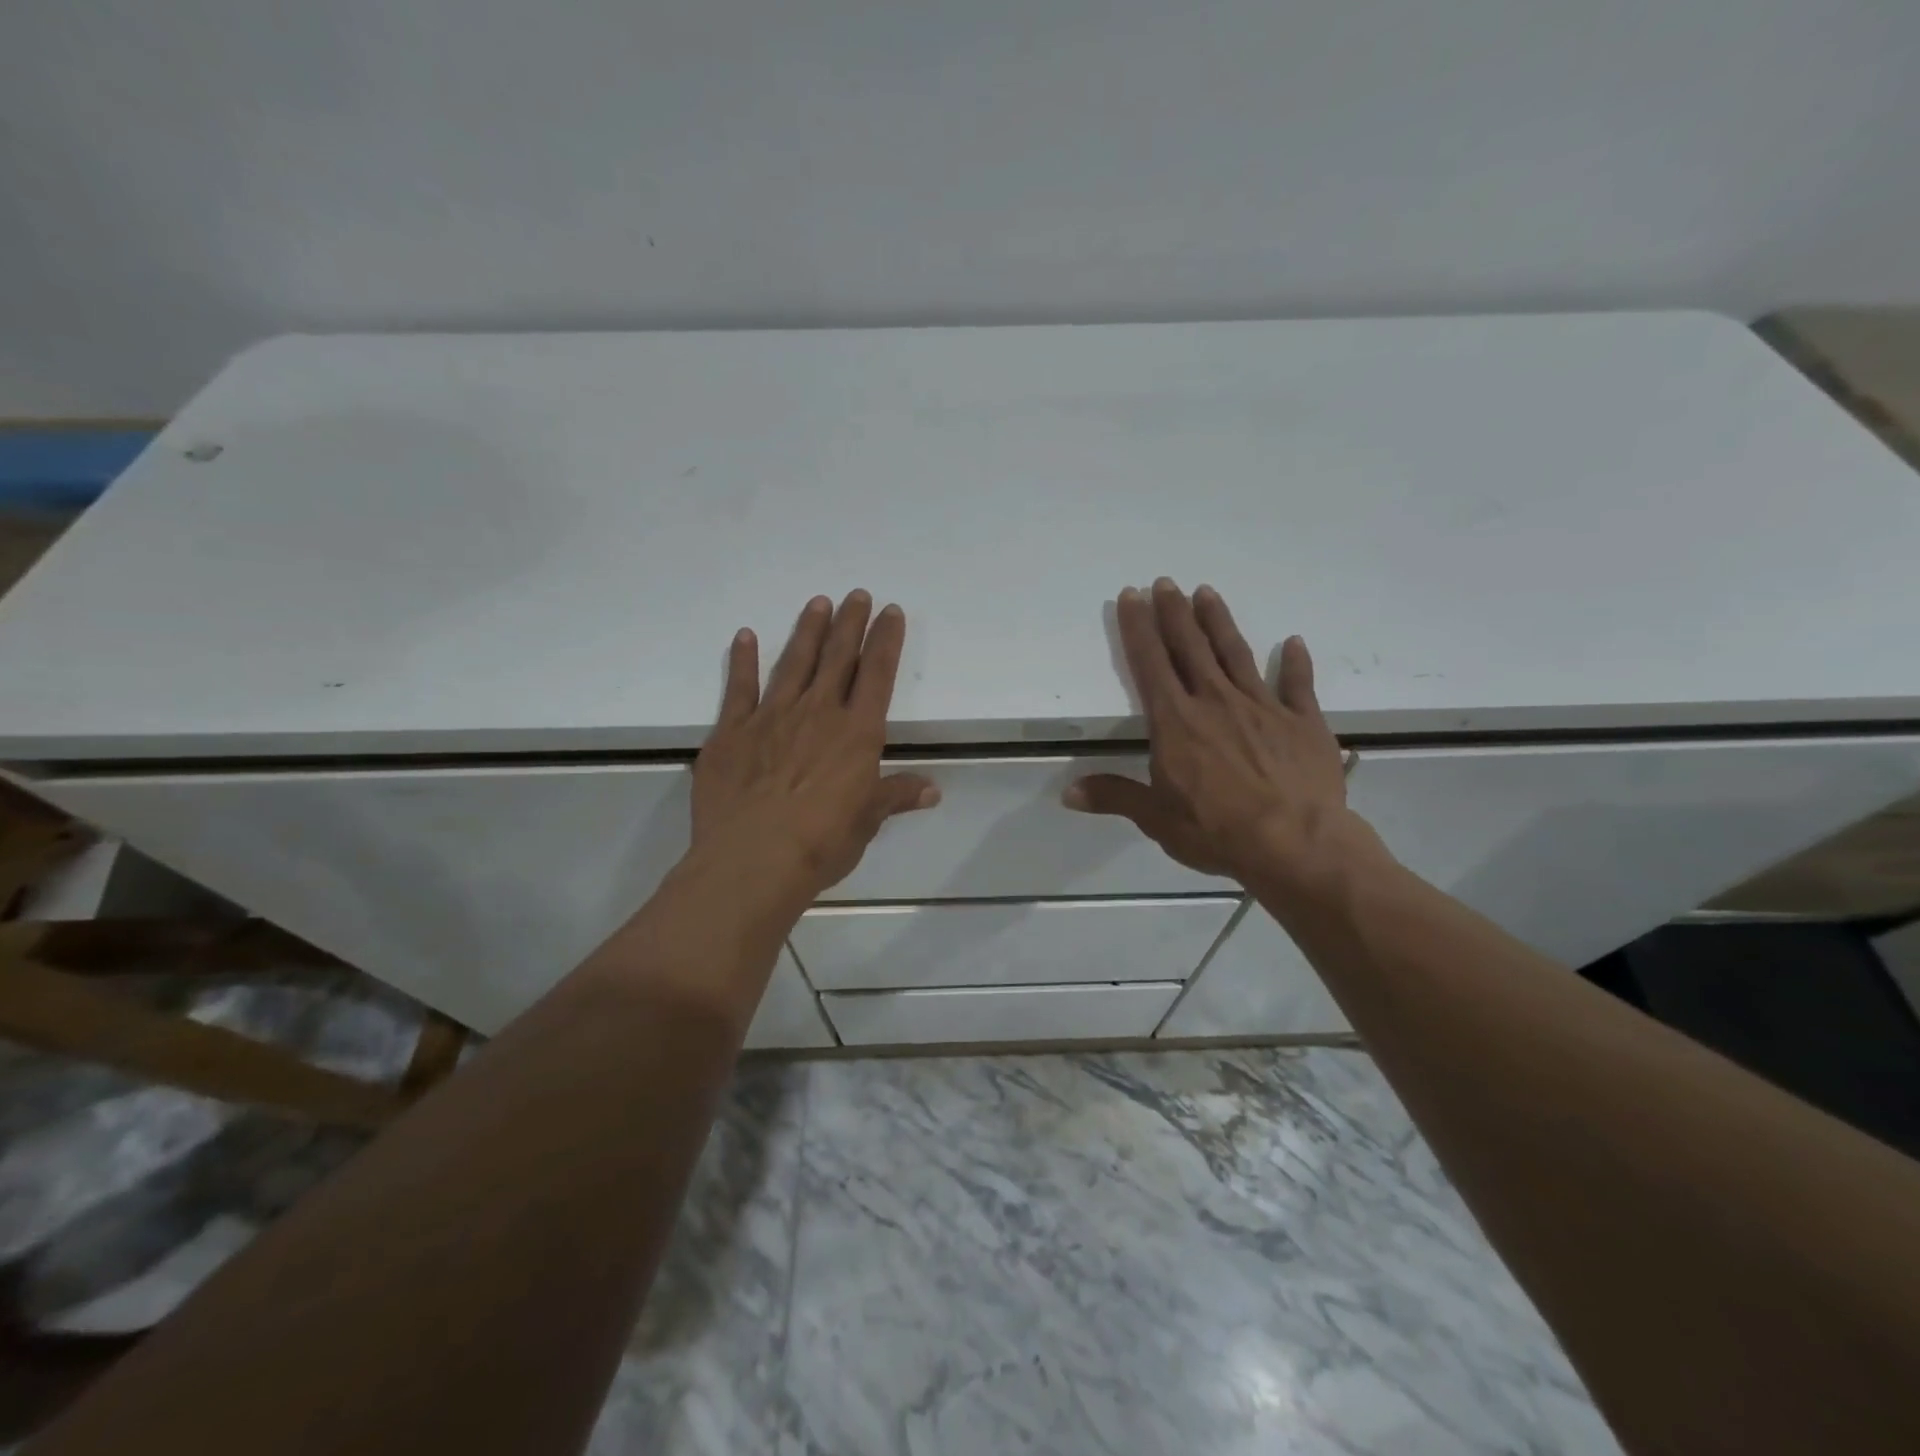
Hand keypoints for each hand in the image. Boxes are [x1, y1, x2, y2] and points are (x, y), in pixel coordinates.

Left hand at [693, 591, 938, 900]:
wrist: (753, 860)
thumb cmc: (821, 843)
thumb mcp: (867, 822)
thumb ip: (895, 797)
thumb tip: (932, 790)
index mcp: (856, 733)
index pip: (877, 674)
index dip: (885, 640)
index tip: (890, 612)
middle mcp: (817, 713)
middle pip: (837, 658)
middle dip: (850, 624)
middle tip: (856, 594)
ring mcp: (771, 717)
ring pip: (794, 663)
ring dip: (807, 631)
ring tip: (818, 603)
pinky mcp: (732, 731)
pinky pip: (739, 688)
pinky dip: (743, 661)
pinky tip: (745, 636)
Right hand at [1064, 579, 1363, 891]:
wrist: (1296, 844)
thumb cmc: (1218, 831)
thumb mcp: (1157, 819)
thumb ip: (1115, 796)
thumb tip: (1067, 793)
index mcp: (1176, 722)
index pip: (1151, 664)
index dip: (1138, 628)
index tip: (1131, 596)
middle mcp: (1215, 702)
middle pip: (1191, 647)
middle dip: (1174, 613)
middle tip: (1165, 582)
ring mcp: (1262, 707)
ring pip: (1236, 654)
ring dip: (1219, 622)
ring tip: (1207, 592)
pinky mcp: (1302, 722)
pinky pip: (1298, 685)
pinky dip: (1296, 664)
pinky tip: (1294, 642)